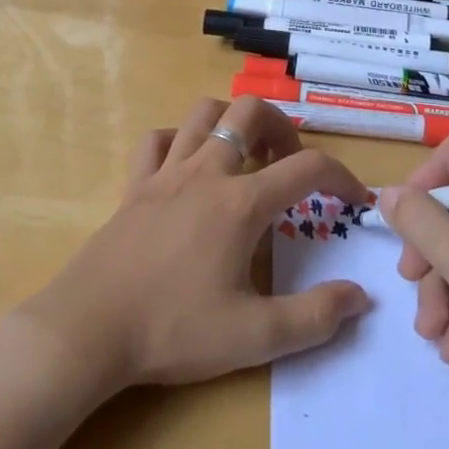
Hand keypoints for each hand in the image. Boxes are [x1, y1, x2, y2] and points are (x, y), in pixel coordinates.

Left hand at [20, 96, 372, 393]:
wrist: (88, 330)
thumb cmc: (173, 330)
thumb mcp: (255, 337)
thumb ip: (315, 318)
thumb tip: (361, 297)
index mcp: (241, 203)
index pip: (308, 167)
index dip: (342, 177)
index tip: (355, 201)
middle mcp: (207, 172)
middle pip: (251, 112)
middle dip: (282, 127)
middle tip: (290, 164)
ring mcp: (165, 173)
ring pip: (202, 113)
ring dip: (232, 121)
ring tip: (245, 155)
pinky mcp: (134, 186)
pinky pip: (156, 140)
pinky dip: (178, 140)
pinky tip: (187, 167)